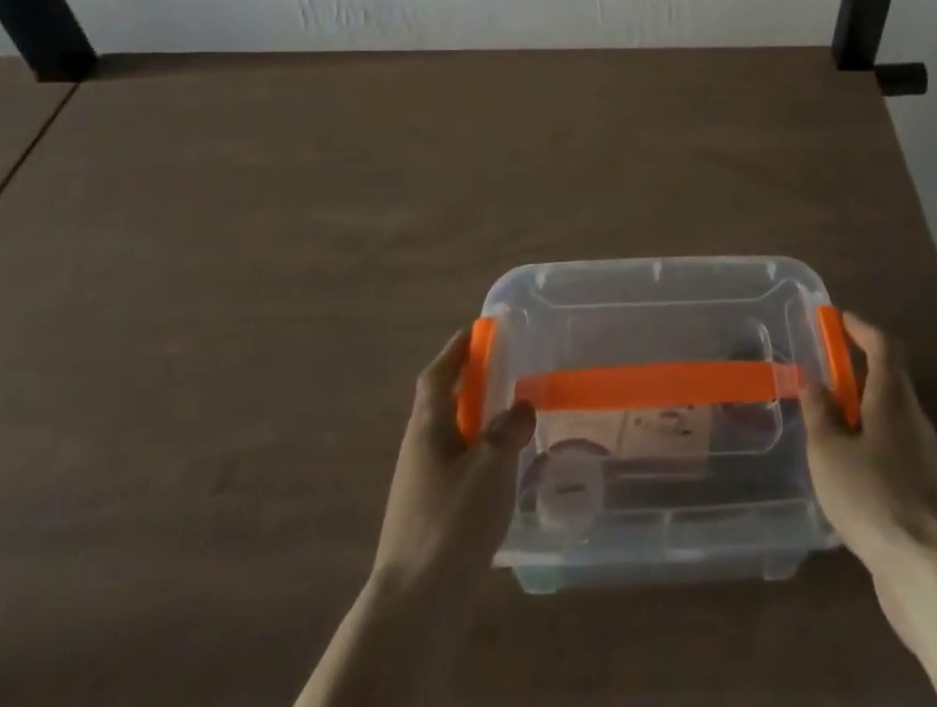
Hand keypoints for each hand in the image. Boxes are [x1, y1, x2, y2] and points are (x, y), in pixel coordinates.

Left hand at [372, 328, 535, 594]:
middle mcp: (419, 450)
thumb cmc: (451, 522)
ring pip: (452, 438)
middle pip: (443, 404)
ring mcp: (421, 486)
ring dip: (477, 421)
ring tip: (513, 418)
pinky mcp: (430, 516)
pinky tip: (503, 472)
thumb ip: (510, 429)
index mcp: (427, 428)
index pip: (437, 376)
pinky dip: (479, 456)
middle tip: (505, 370)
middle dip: (471, 384)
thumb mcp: (491, 466)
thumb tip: (522, 405)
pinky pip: (458, 468)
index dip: (456, 351)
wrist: (414, 606)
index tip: (477, 331)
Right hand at [802, 312, 936, 623]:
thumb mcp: (828, 451)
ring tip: (826, 424)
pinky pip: (892, 450)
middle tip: (823, 373)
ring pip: (890, 417)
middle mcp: (912, 419)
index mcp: (892, 399)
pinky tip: (845, 469)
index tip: (838, 319)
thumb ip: (818, 412)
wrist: (926, 571)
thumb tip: (812, 378)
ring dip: (861, 410)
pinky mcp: (923, 491)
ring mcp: (922, 457)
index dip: (861, 328)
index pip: (884, 346)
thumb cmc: (872, 496)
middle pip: (889, 379)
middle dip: (856, 371)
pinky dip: (869, 443)